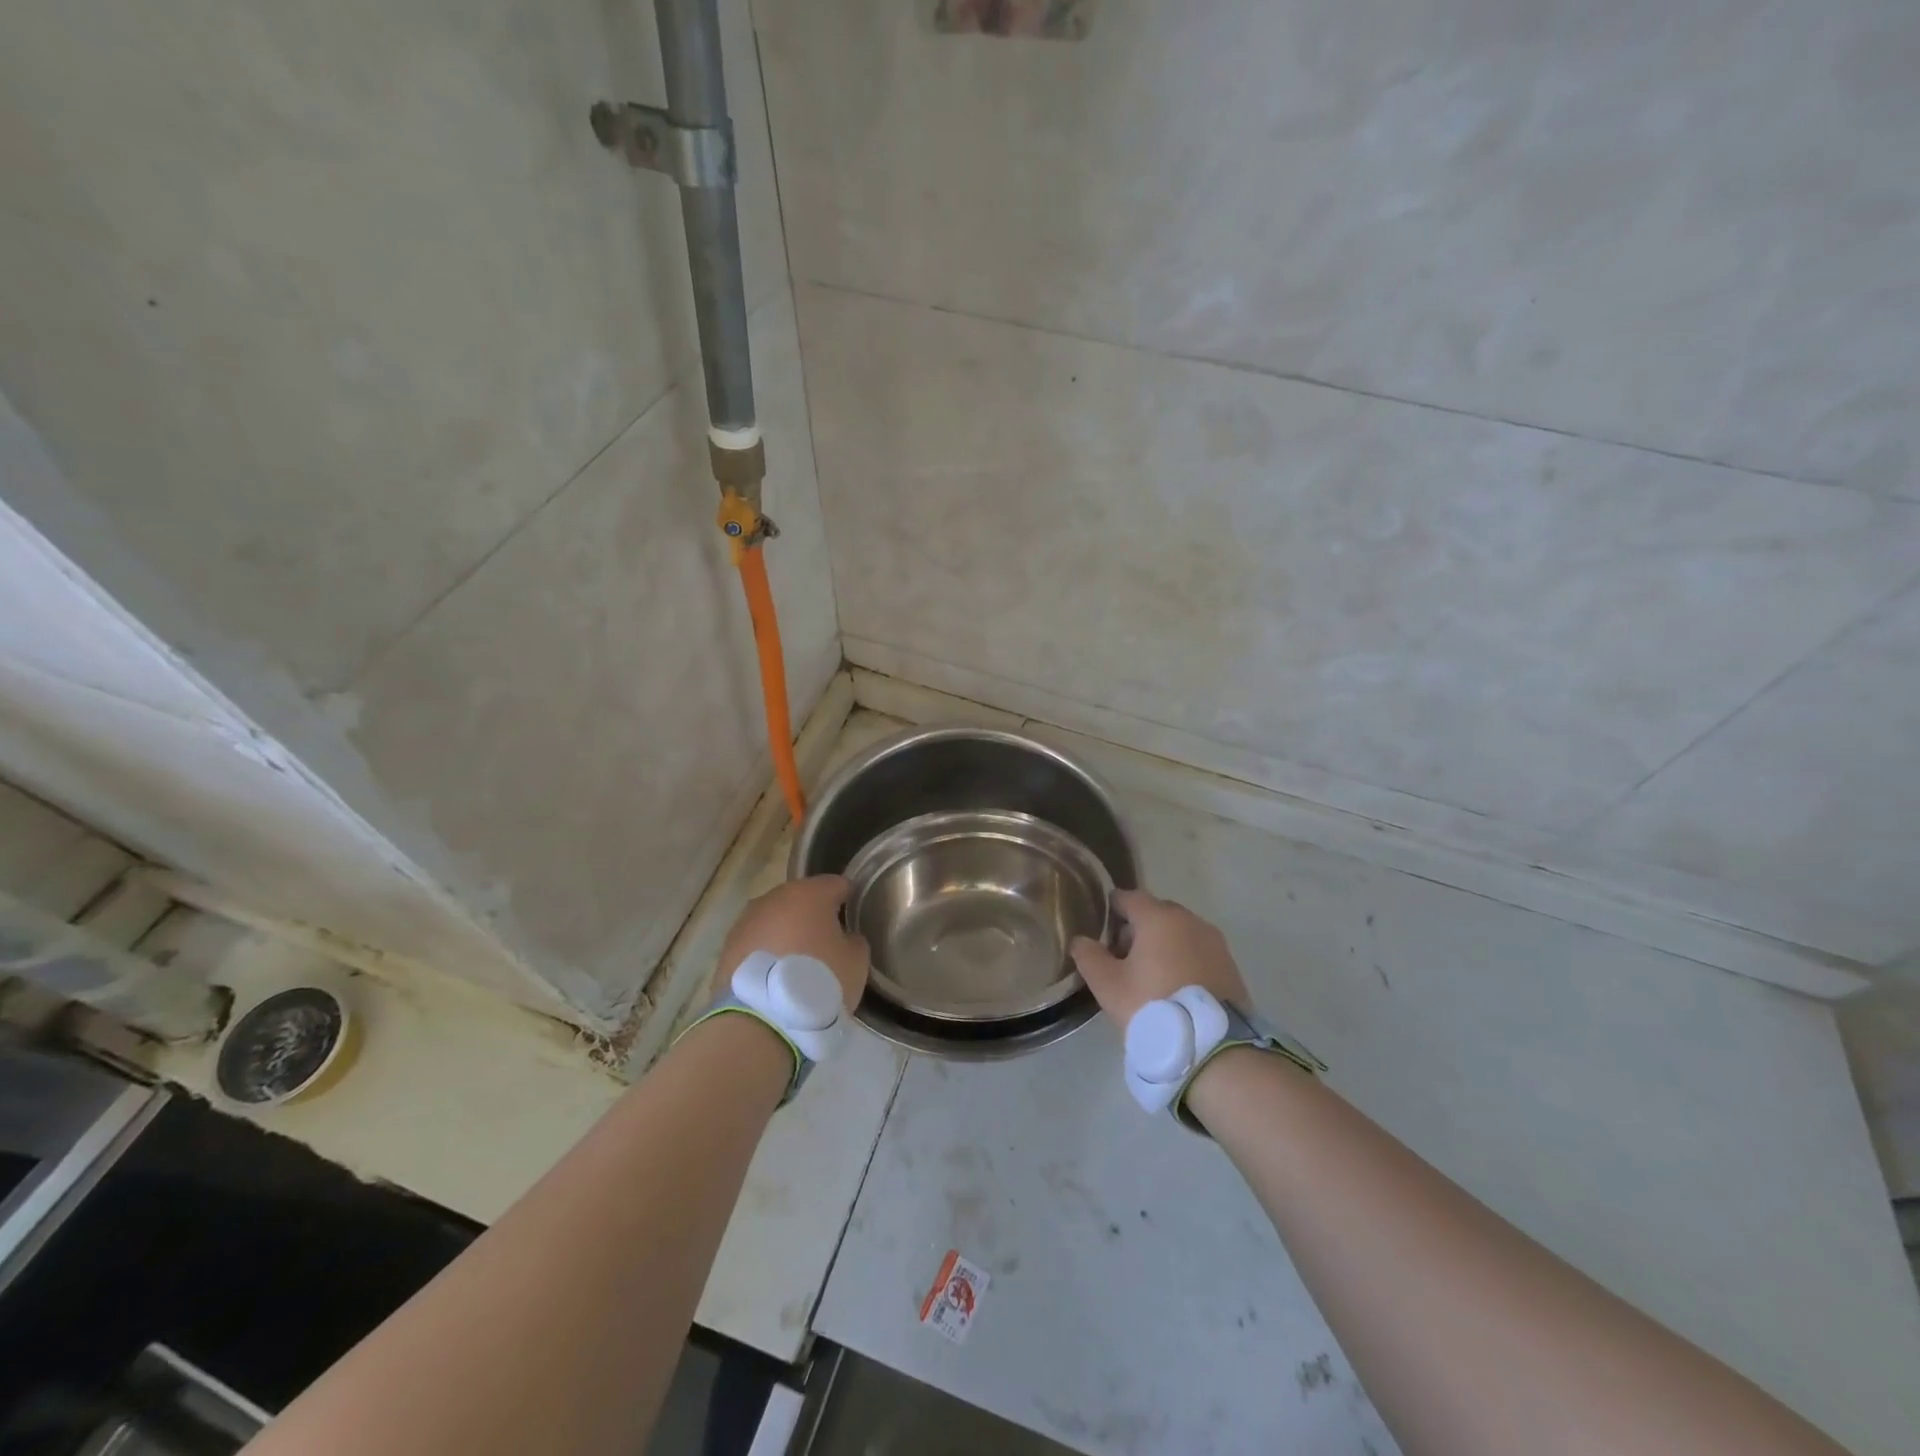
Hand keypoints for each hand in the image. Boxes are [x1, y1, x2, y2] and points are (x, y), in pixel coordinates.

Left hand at [716, 876, 869, 1010]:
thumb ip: (853, 940)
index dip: (848, 899)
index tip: (853, 920)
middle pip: (801, 899)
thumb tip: (844, 937)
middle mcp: (774, 898)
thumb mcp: (856, 961)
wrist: (761, 1022)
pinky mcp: (726, 949)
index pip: (836, 884)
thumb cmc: (818, 982)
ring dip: (785, 934)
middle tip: (825, 945)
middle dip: (812, 916)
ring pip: (774, 920)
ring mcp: (746, 921)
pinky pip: (755, 944)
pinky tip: (774, 978)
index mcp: (810, 893)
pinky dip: (765, 954)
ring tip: (796, 965)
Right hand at [1069, 889, 1249, 1026]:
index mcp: (1159, 917)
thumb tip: (1081, 941)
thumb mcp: (1108, 985)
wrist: (1213, 1048)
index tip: (1101, 929)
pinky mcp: (1230, 965)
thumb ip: (1089, 956)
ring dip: (1162, 945)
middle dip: (1137, 929)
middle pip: (1156, 913)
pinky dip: (1183, 960)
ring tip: (1149, 976)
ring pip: (1179, 932)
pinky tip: (1174, 987)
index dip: (1111, 909)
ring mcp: (1214, 942)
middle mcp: (1190, 920)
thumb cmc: (1152, 1006)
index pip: (1128, 897)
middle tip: (1122, 958)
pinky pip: (1198, 952)